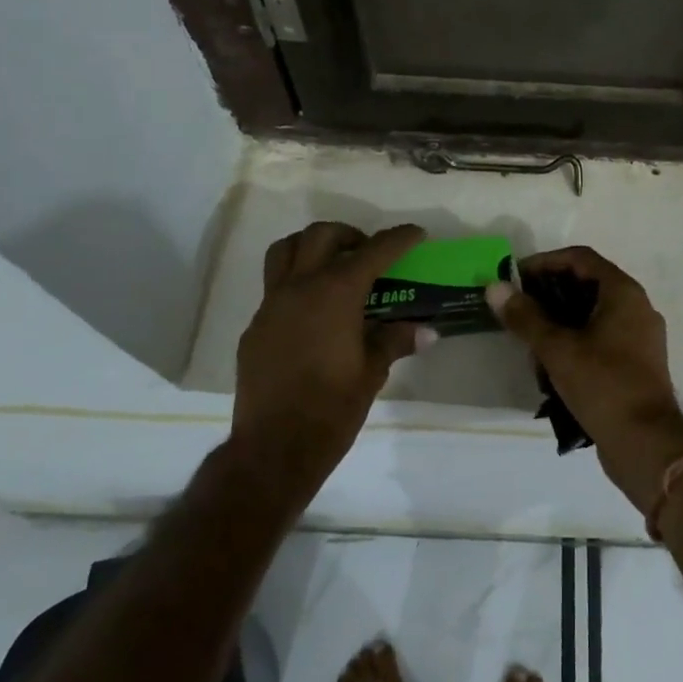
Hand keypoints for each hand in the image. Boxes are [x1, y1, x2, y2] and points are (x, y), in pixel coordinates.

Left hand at [234, 221, 429, 489]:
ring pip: (286, 250)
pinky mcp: (255, 326)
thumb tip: (427, 331)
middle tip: (369, 252)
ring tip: (333, 264)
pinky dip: (297, 282)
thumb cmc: (331, 409)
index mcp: (335, 293)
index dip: (398, 238)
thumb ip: (395, 341)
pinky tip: (313, 312)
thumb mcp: (372, 372)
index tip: (415, 233)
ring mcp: (271, 304)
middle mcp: (300, 287)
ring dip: (312, 246)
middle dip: (350, 234)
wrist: (274, 448)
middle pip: (321, 236)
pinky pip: (275, 287)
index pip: (373, 252)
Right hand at [487, 246, 682, 513]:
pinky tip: (551, 369)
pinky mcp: (635, 364)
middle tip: (518, 312)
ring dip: (558, 325)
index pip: (580, 258)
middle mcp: (636, 307)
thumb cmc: (604, 385)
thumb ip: (525, 316)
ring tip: (530, 346)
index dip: (544, 262)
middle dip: (548, 297)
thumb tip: (495, 287)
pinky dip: (574, 345)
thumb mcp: (557, 349)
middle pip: (585, 285)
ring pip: (590, 316)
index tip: (514, 279)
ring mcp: (638, 337)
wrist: (647, 445)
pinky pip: (599, 340)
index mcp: (623, 293)